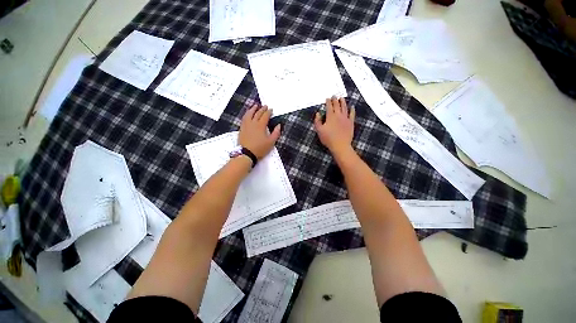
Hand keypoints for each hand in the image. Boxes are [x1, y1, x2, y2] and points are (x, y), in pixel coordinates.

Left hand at [239, 105, 280, 159]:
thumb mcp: (271, 142)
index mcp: (261, 126)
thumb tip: (279, 125)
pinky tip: (248, 114)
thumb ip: (276, 133)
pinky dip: (247, 114)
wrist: (246, 153)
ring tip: (255, 106)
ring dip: (253, 109)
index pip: (265, 116)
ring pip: (249, 114)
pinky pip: (244, 118)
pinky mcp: (241, 128)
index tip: (271, 109)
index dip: (268, 112)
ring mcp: (246, 125)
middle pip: (257, 113)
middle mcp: (253, 123)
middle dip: (262, 109)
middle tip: (265, 106)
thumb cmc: (260, 148)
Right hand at [314, 97, 354, 155]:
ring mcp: (346, 118)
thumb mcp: (319, 130)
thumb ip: (317, 121)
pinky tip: (352, 107)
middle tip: (334, 96)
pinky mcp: (351, 123)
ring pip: (344, 107)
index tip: (327, 98)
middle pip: (337, 105)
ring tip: (341, 98)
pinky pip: (352, 114)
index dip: (328, 102)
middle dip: (335, 100)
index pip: (329, 106)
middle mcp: (338, 115)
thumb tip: (318, 113)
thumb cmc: (328, 138)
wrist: (340, 145)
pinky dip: (352, 110)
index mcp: (330, 116)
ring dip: (343, 102)